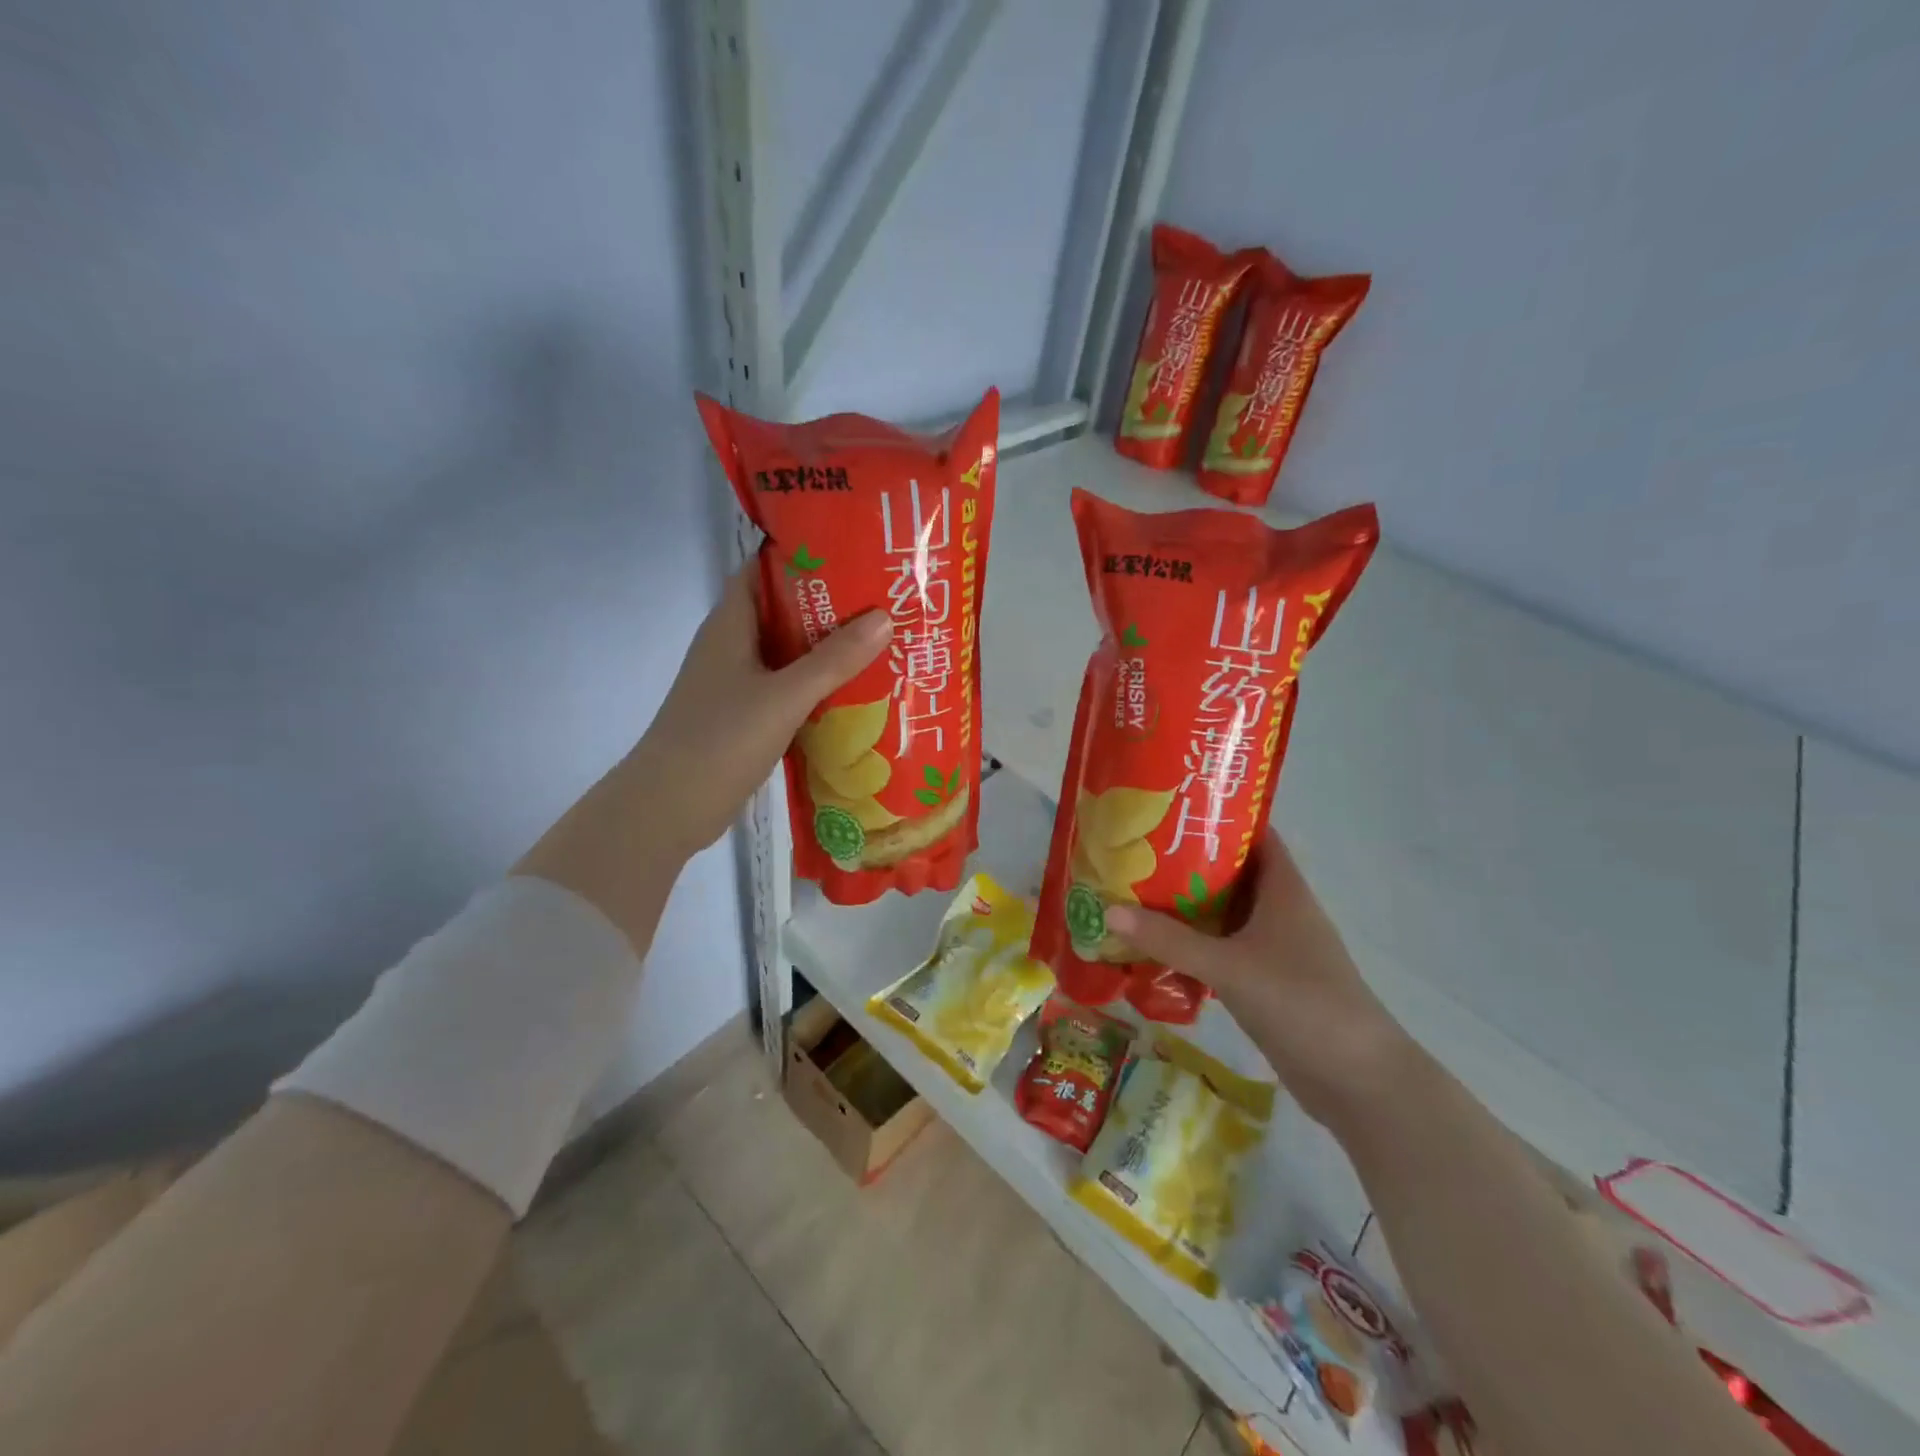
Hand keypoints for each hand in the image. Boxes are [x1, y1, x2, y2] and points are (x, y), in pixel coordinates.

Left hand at [634, 567, 891, 857]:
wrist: (670, 807)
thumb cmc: (720, 740)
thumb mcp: (784, 697)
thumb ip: (833, 660)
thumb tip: (884, 617)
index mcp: (731, 625)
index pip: (764, 571)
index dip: (805, 558)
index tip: (854, 554)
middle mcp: (732, 647)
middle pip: (784, 612)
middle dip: (829, 607)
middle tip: (883, 602)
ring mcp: (736, 683)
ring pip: (788, 654)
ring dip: (826, 650)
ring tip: (880, 643)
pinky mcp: (744, 716)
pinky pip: (787, 689)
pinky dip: (817, 687)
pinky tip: (854, 694)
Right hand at [1106, 831, 1413, 1129]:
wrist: (1358, 1081)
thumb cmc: (1300, 1002)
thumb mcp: (1229, 966)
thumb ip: (1169, 940)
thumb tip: (1108, 910)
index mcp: (1282, 890)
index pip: (1254, 835)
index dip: (1218, 816)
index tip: (1171, 809)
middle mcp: (1279, 911)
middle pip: (1230, 873)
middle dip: (1186, 863)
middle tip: (1136, 852)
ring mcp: (1275, 949)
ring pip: (1224, 915)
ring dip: (1186, 908)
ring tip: (1133, 894)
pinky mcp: (1266, 982)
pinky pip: (1223, 951)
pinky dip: (1194, 947)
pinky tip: (1156, 950)